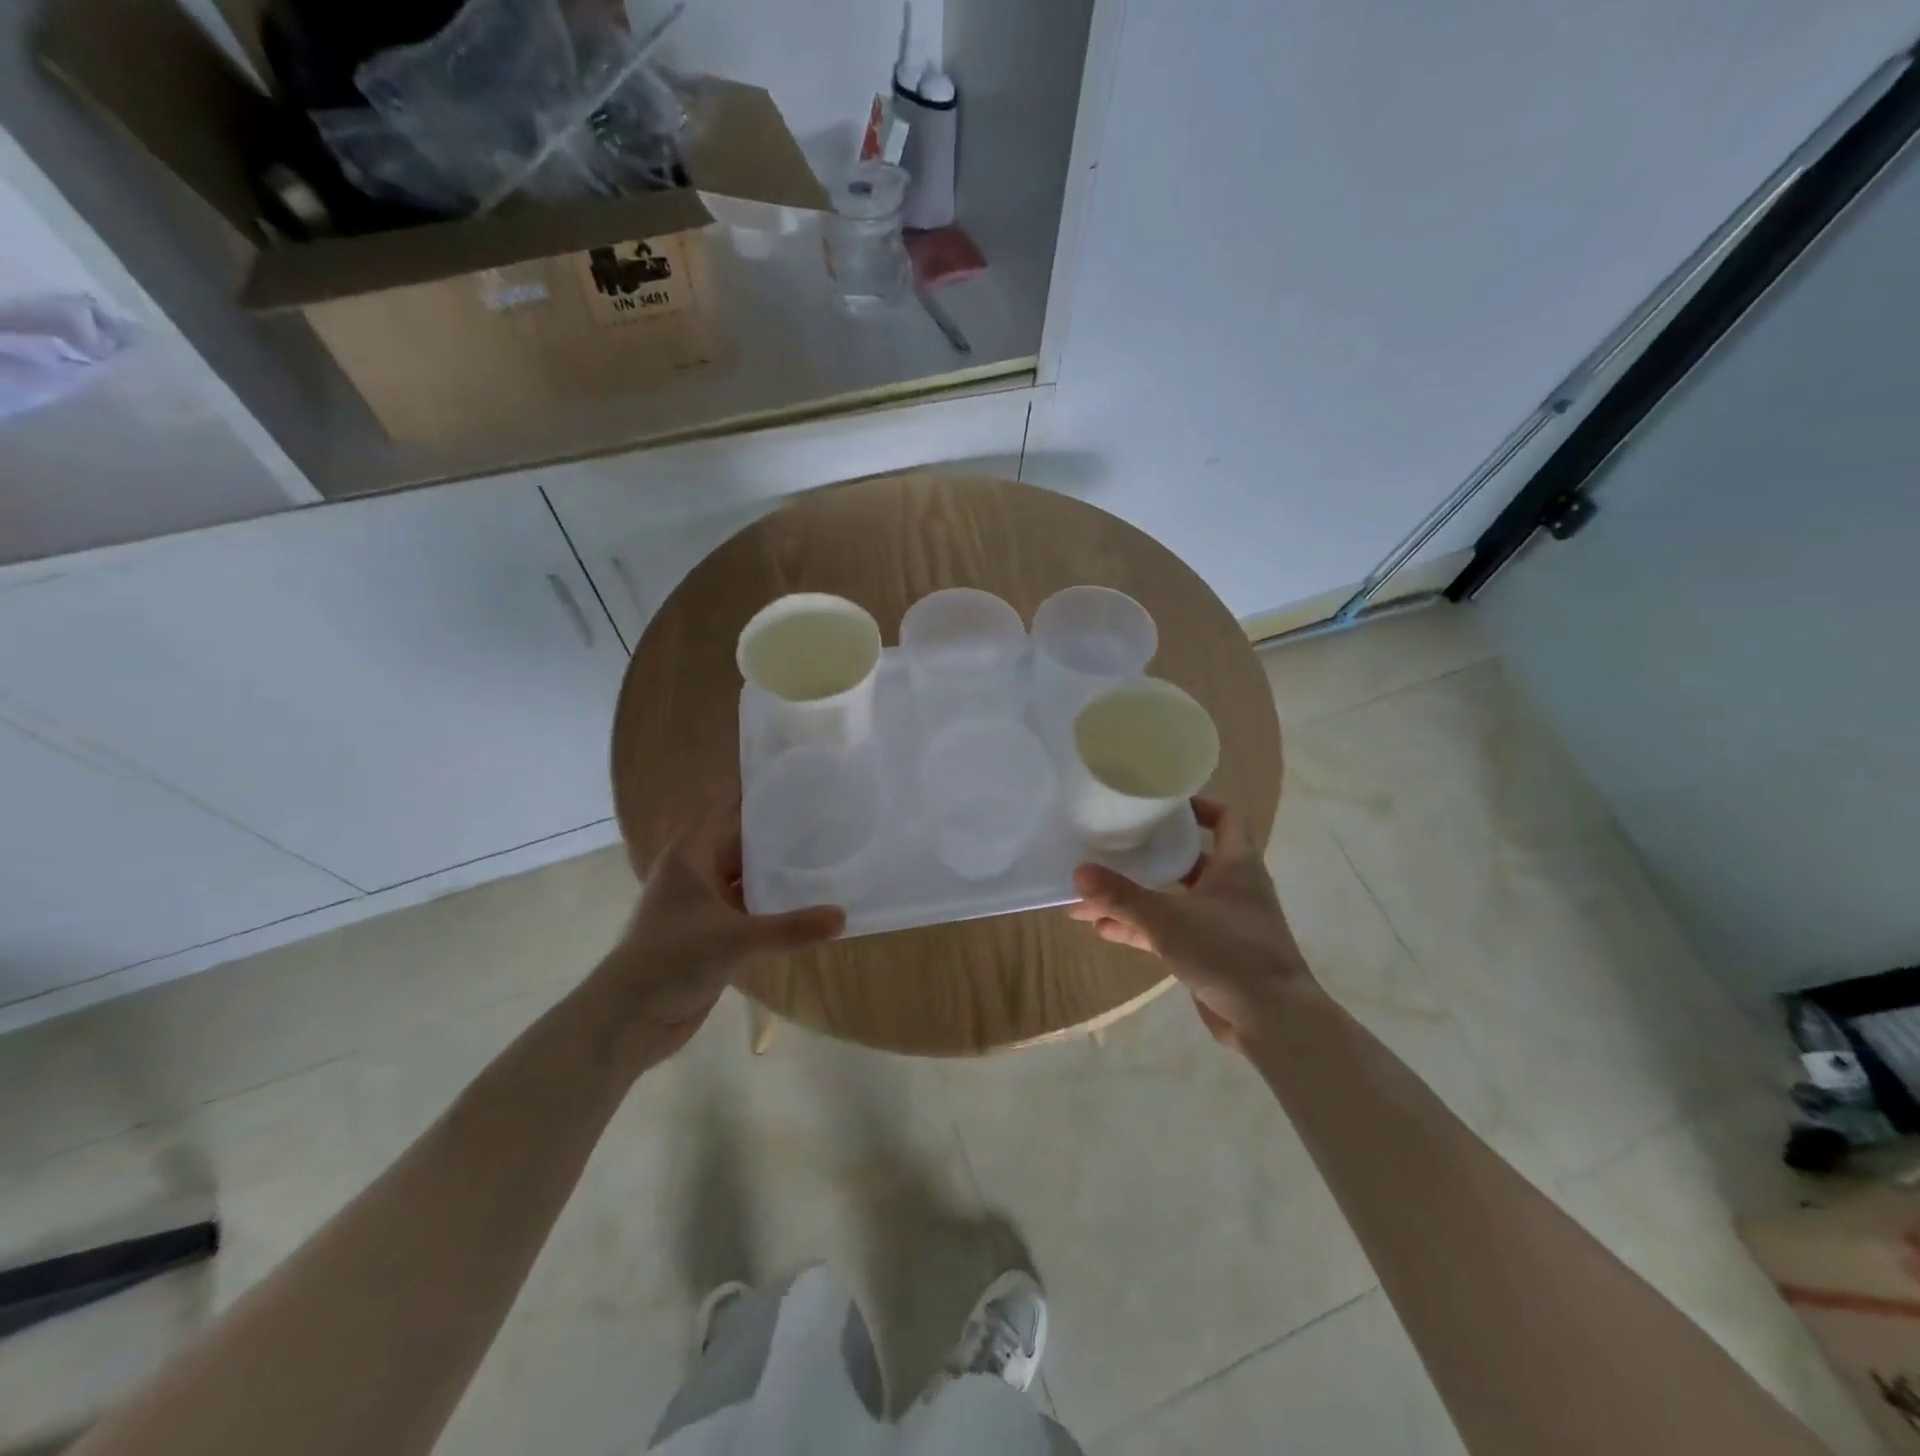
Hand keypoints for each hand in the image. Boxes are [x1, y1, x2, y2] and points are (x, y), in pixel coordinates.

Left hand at [597, 791, 844, 1058]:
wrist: (629, 1019)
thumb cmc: (672, 960)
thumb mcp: (735, 940)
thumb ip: (790, 928)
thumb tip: (843, 917)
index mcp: (689, 856)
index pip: (723, 809)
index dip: (752, 792)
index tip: (792, 777)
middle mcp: (695, 873)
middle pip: (738, 840)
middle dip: (774, 831)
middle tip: (822, 816)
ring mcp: (701, 904)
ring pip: (744, 876)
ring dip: (773, 870)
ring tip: (820, 854)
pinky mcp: (709, 933)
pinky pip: (746, 906)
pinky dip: (769, 903)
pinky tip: (802, 900)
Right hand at [1069, 798, 1318, 1049]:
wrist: (1273, 1021)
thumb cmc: (1228, 952)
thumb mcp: (1168, 919)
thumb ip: (1122, 896)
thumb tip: (1078, 872)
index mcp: (1236, 864)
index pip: (1225, 817)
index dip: (1197, 805)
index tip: (1158, 805)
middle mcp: (1231, 887)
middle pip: (1186, 859)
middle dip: (1146, 857)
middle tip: (1109, 848)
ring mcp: (1221, 922)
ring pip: (1172, 899)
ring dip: (1135, 898)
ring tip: (1089, 897)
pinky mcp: (1211, 953)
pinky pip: (1169, 930)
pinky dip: (1140, 928)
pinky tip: (1103, 929)